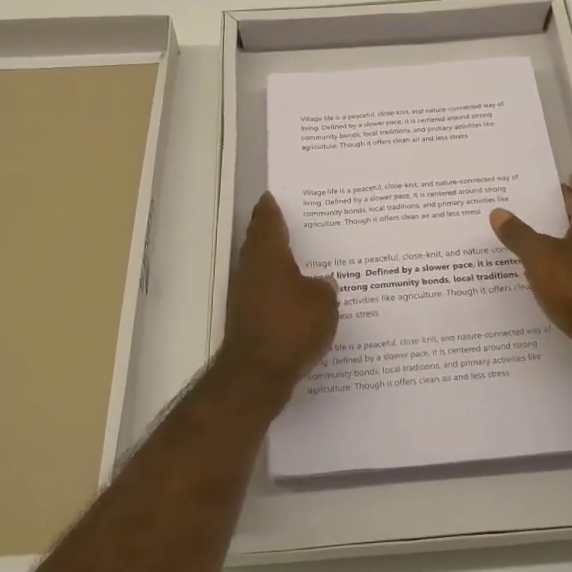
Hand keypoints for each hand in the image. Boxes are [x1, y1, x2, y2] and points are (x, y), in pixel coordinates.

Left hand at [220, 193, 339, 399]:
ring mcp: (245, 296)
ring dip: (278, 264)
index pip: (267, 221)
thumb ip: (325, 287)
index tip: (273, 196)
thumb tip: (323, 282)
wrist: (256, 375)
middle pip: (261, 243)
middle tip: (295, 224)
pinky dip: (279, 291)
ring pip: (262, 270)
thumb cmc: (291, 326)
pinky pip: (266, 295)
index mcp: (269, 255)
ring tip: (304, 261)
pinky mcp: (247, 320)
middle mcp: (252, 269)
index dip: (271, 208)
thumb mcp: (323, 303)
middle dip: (275, 233)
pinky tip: (298, 298)